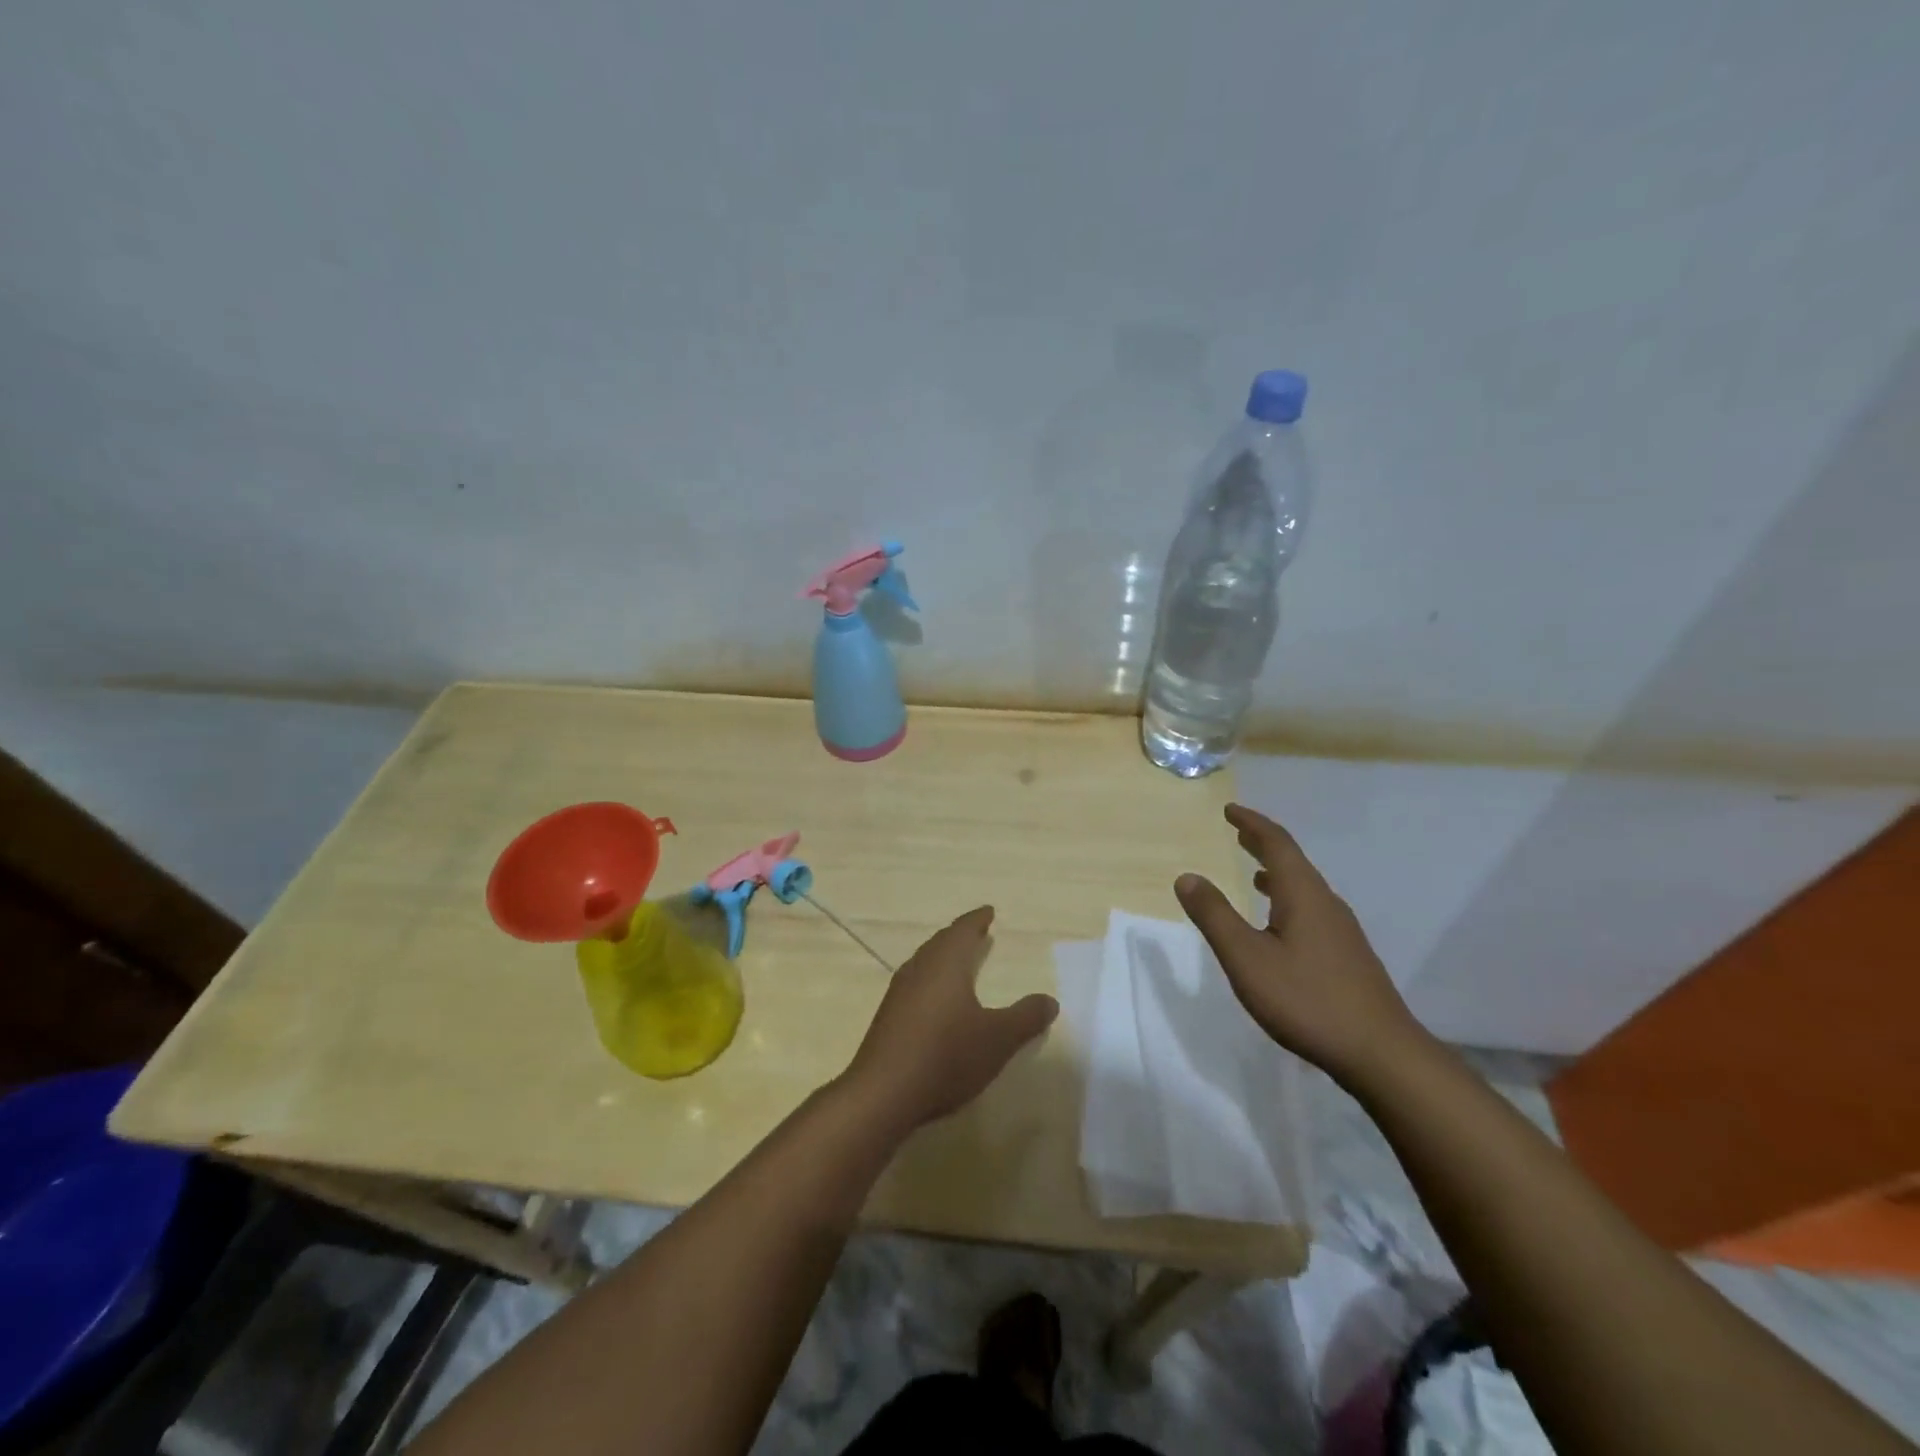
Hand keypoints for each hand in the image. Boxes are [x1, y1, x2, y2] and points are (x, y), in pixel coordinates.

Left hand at [840, 906, 1057, 1133]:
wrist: (884, 1093)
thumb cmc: (947, 1055)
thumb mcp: (998, 1039)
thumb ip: (1026, 1017)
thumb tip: (1050, 1000)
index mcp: (946, 964)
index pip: (962, 930)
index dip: (976, 920)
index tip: (988, 911)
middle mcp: (919, 969)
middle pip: (940, 943)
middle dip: (959, 936)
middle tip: (976, 932)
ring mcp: (899, 993)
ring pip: (925, 962)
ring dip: (943, 957)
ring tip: (958, 961)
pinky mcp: (888, 1018)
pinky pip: (915, 984)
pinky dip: (931, 980)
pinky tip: (936, 1000)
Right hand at [1175, 804, 1425, 1085]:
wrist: (1380, 1054)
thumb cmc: (1307, 1000)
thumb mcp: (1246, 958)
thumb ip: (1215, 916)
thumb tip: (1187, 876)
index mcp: (1303, 895)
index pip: (1277, 844)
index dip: (1252, 823)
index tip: (1230, 810)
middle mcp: (1326, 903)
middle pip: (1293, 861)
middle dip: (1263, 843)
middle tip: (1238, 832)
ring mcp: (1342, 931)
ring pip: (1305, 888)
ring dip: (1277, 873)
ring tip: (1254, 873)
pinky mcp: (1347, 955)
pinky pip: (1312, 909)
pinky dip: (1288, 900)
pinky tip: (1280, 925)